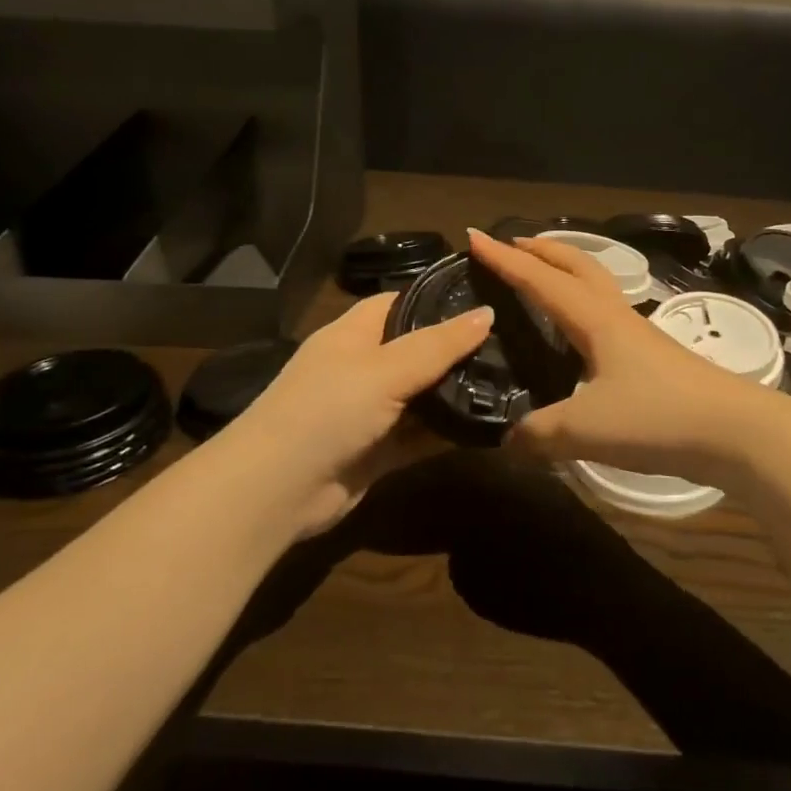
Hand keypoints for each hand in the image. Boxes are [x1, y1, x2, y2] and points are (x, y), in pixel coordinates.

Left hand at [213, 293, 493, 537]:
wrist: (276, 492)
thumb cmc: (326, 410)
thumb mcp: (385, 369)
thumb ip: (438, 345)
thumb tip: (488, 313)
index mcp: (355, 334)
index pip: (402, 301)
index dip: (440, 297)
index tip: (487, 298)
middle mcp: (364, 367)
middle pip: (419, 349)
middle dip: (459, 348)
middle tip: (514, 341)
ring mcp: (372, 411)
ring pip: (424, 394)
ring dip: (459, 392)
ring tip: (514, 379)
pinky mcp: (380, 450)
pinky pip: (423, 435)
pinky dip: (450, 432)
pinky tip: (490, 424)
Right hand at [466, 229, 781, 487]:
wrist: (734, 430)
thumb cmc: (656, 417)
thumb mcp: (585, 429)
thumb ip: (539, 434)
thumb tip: (507, 442)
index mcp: (595, 320)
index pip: (540, 280)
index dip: (504, 260)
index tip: (474, 237)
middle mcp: (616, 316)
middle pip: (577, 266)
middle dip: (542, 250)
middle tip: (512, 243)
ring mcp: (639, 334)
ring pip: (596, 285)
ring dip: (566, 270)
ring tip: (543, 275)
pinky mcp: (654, 356)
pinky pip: (608, 313)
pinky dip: (584, 303)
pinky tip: (582, 331)